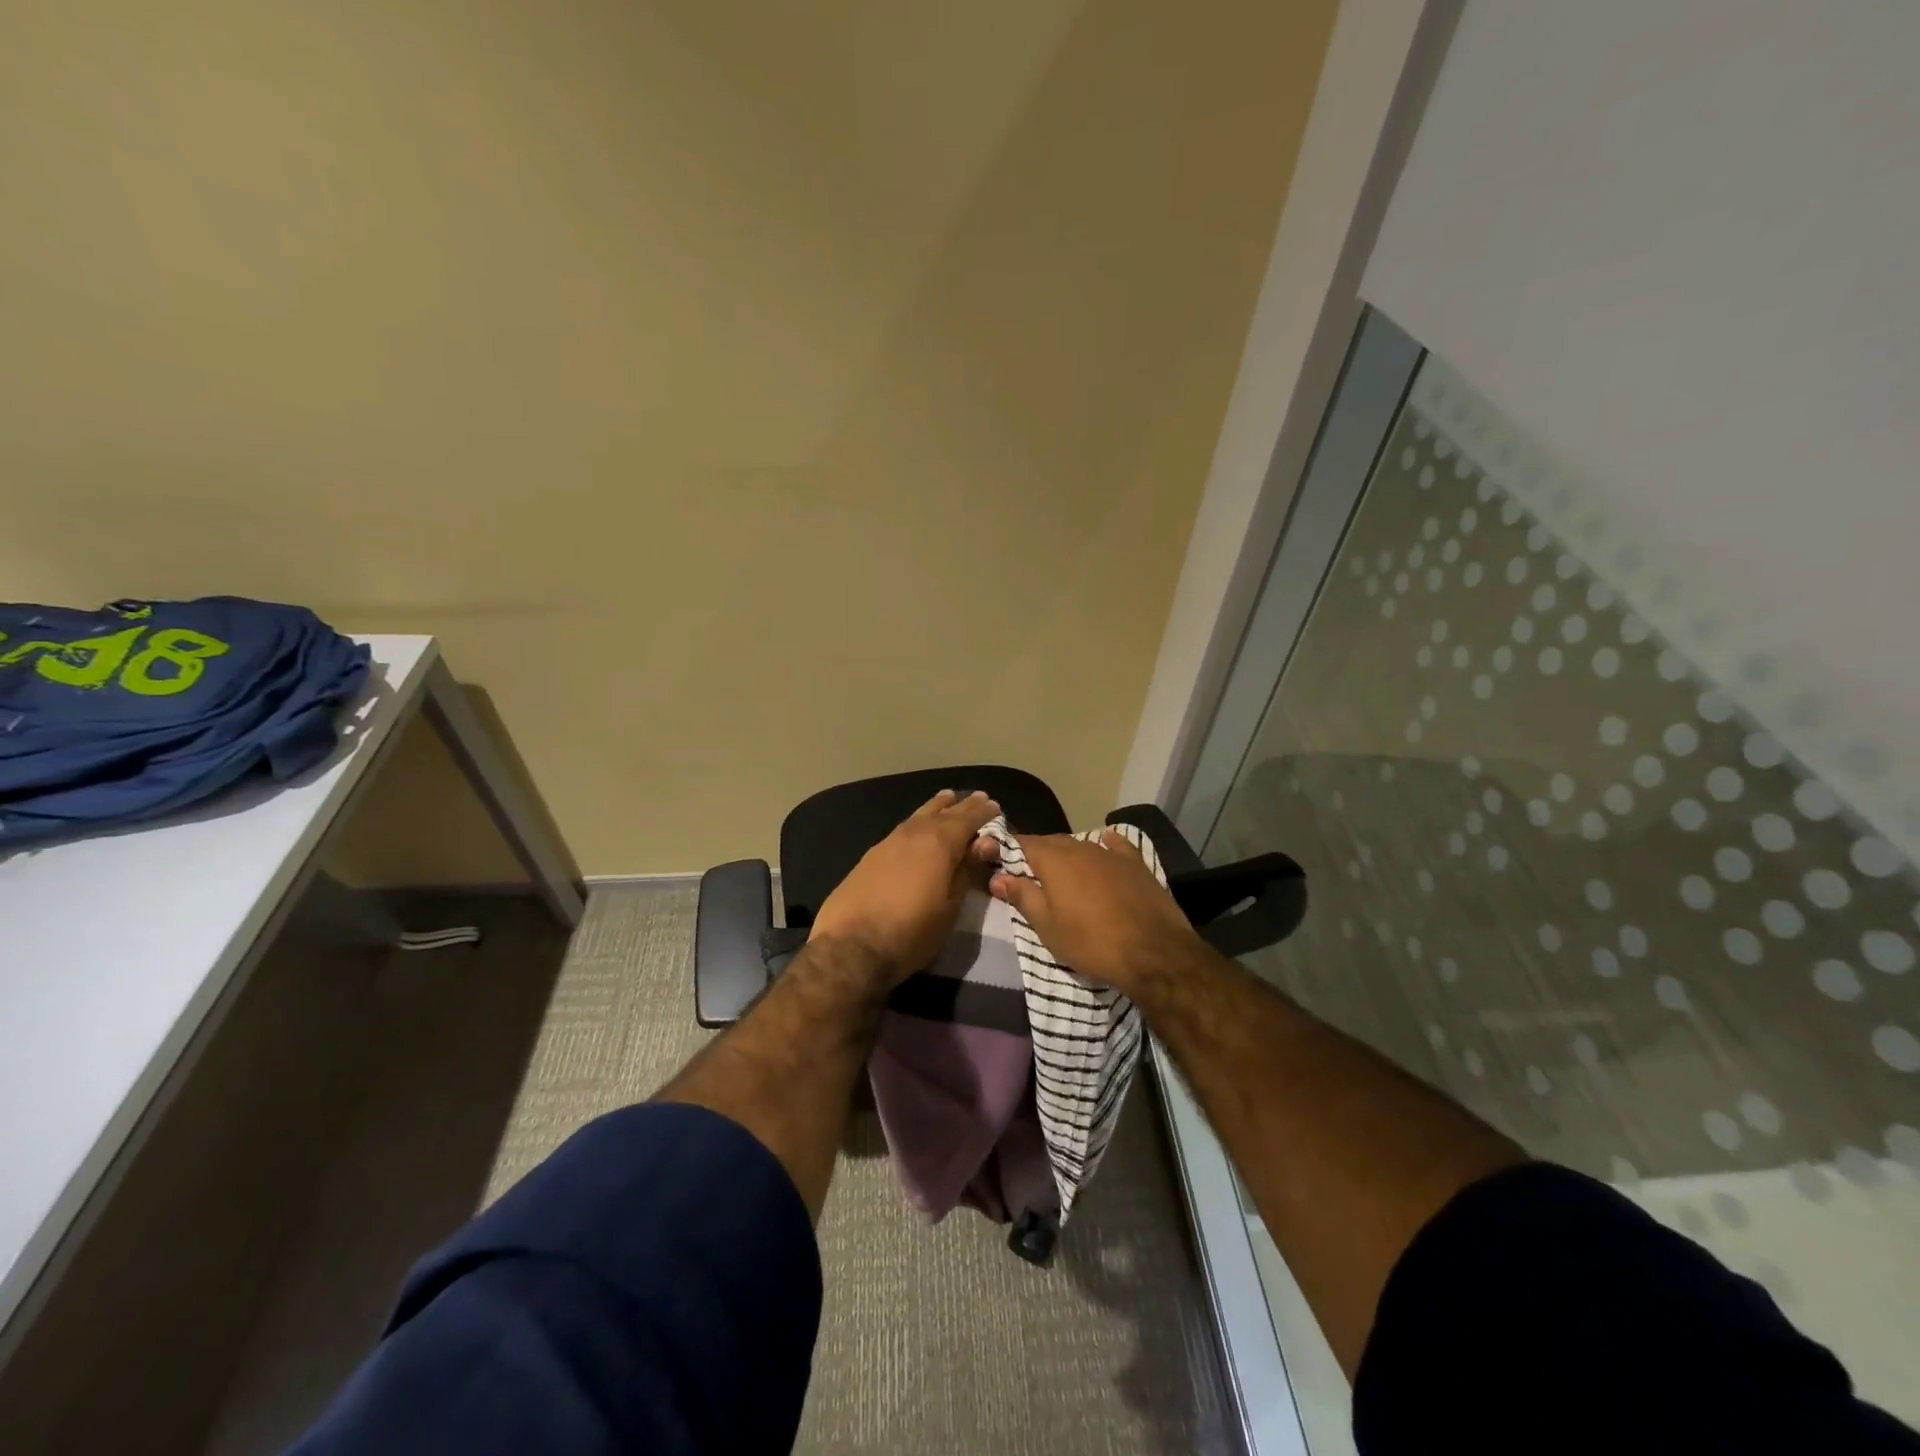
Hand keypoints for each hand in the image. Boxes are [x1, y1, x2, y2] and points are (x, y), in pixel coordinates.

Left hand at [808, 789, 1000, 983]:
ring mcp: (888, 842)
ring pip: (918, 817)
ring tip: (947, 799)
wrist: (851, 946)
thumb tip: (984, 843)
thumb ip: (966, 870)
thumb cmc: (912, 932)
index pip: (967, 820)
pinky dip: (916, 822)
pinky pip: (902, 829)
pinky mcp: (870, 856)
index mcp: (939, 843)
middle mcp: (914, 834)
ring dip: (936, 808)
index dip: (982, 813)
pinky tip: (916, 827)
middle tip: (977, 797)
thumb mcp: (951, 907)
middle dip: (961, 806)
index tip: (994, 805)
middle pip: (942, 813)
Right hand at [983, 830, 1208, 998]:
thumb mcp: (1048, 927)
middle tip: (1028, 875)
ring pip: (1081, 845)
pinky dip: (1106, 845)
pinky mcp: (1137, 864)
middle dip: (1037, 854)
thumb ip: (1022, 897)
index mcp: (1054, 860)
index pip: (1022, 843)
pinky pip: (1116, 846)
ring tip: (1062, 874)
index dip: (1008, 850)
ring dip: (1068, 855)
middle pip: (1051, 842)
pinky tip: (1106, 844)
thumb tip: (998, 877)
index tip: (998, 862)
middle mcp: (1081, 847)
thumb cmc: (1092, 943)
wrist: (1155, 953)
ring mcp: (1111, 853)